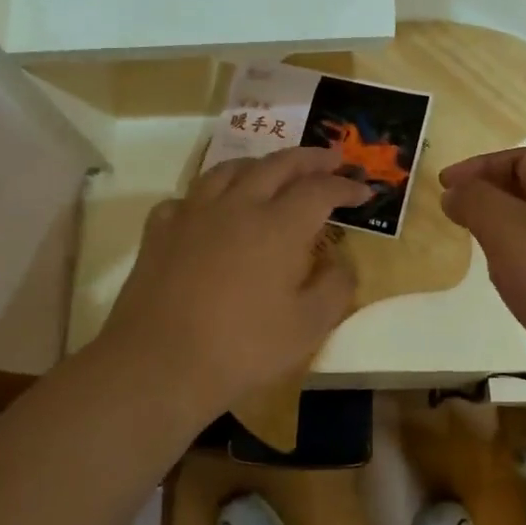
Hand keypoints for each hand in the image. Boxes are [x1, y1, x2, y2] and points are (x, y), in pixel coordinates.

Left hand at [94, 147, 369, 422]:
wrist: (159, 365)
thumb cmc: (243, 349)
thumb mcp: (308, 328)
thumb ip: (335, 287)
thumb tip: (342, 261)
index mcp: (278, 226)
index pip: (320, 190)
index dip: (346, 185)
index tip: (366, 189)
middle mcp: (237, 206)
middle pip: (278, 164)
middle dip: (310, 159)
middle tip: (332, 159)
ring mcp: (193, 213)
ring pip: (230, 169)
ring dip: (261, 164)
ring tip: (274, 170)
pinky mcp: (160, 230)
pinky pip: (189, 196)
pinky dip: (210, 195)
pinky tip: (212, 209)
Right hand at [440, 148, 525, 427]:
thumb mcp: (510, 232)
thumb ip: (477, 204)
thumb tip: (456, 190)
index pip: (524, 158)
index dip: (481, 166)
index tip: (443, 186)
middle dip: (495, 200)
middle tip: (459, 220)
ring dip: (512, 239)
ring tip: (483, 258)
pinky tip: (521, 299)